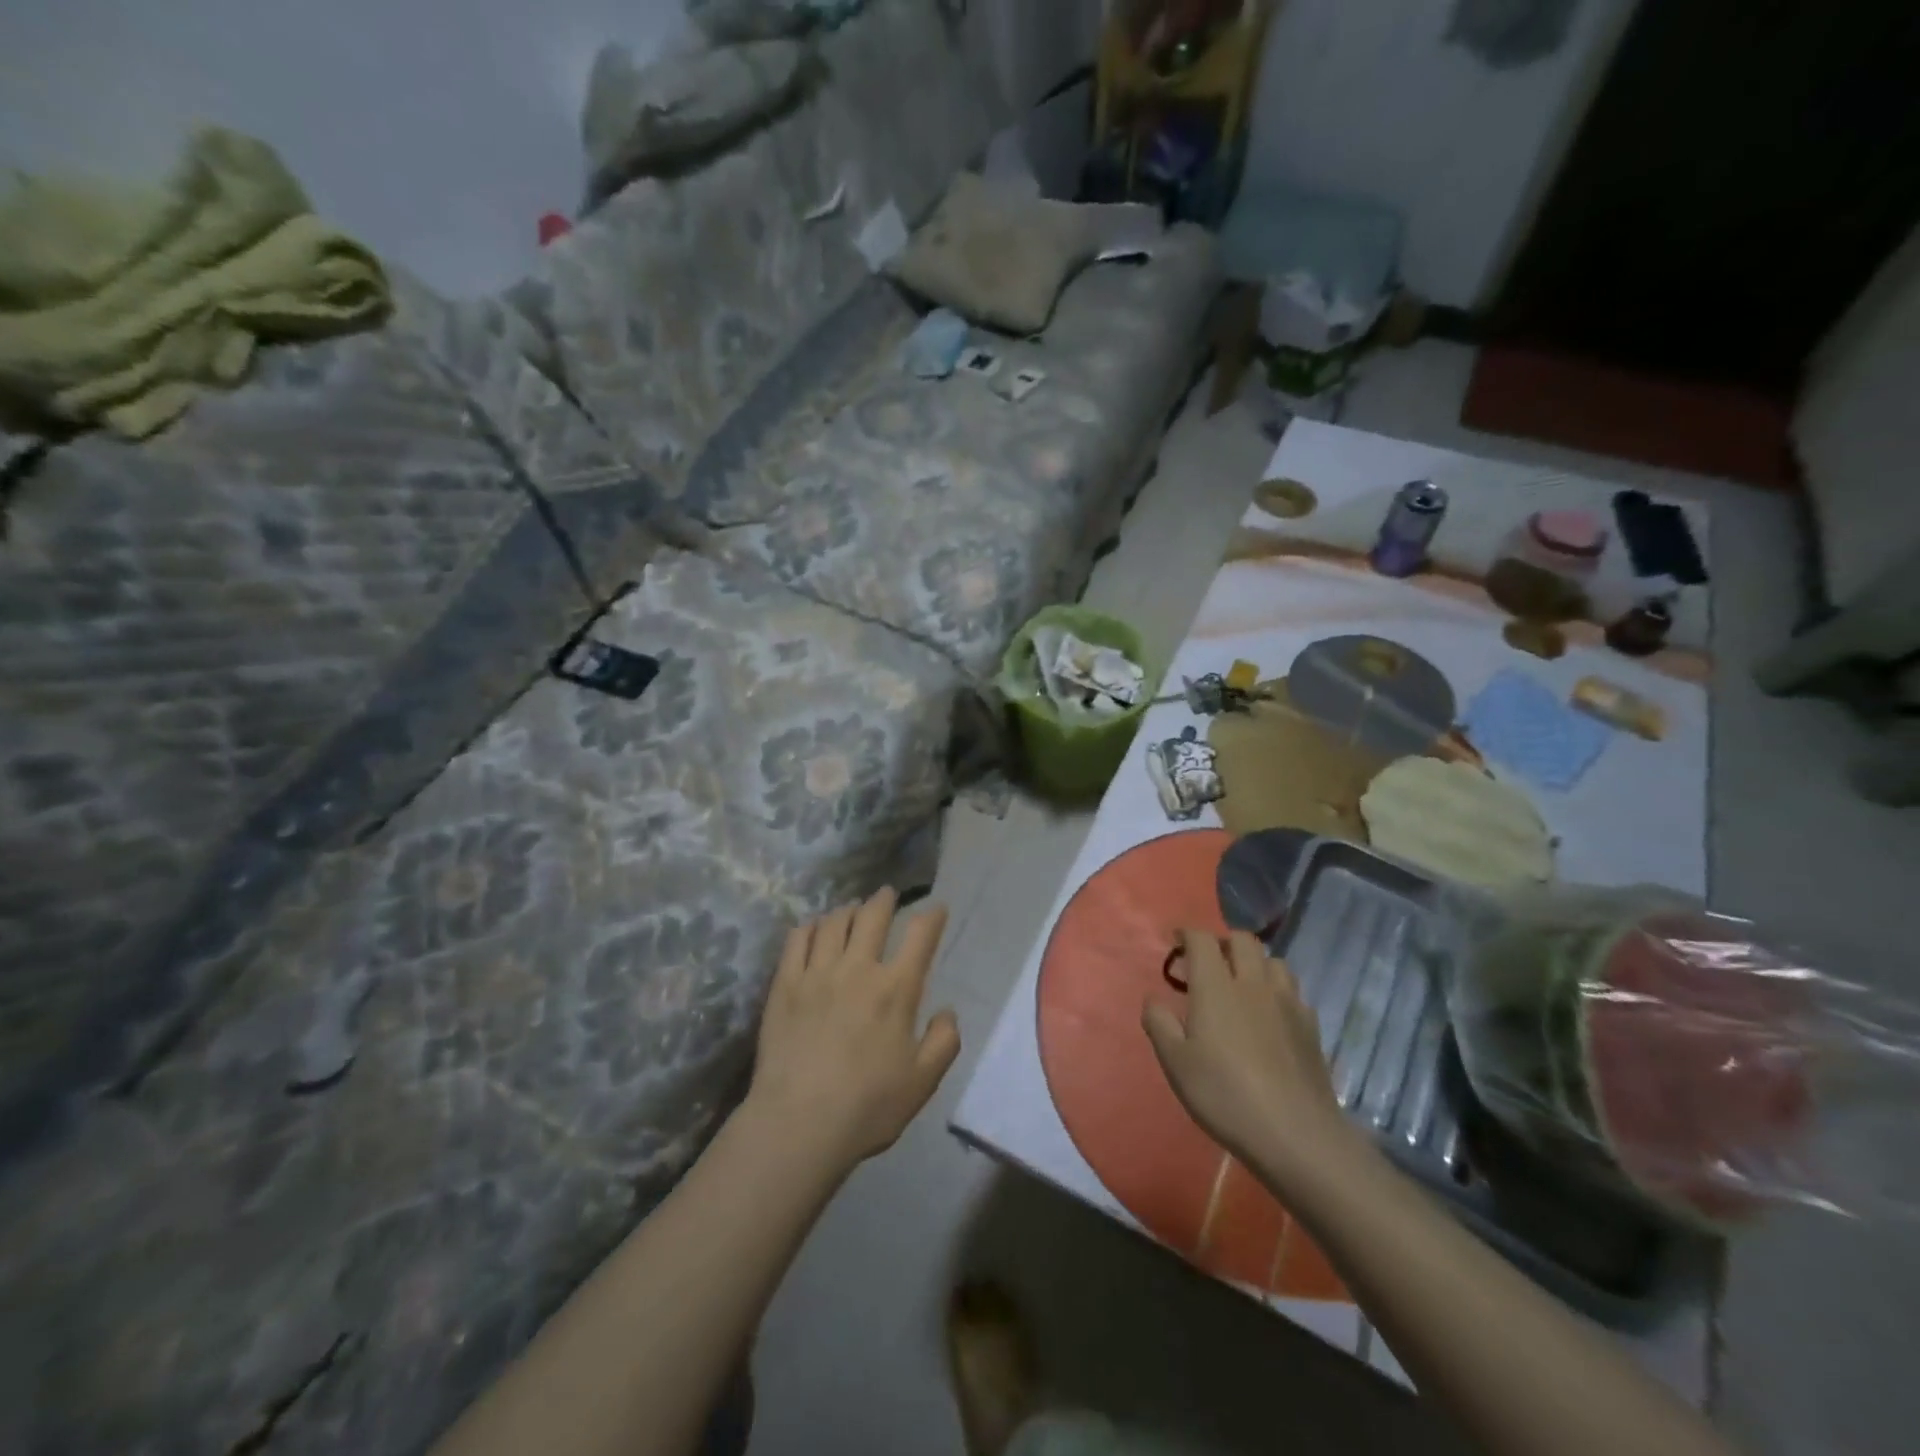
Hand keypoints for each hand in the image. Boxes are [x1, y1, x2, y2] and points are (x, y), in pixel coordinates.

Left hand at [749, 888, 960, 1173]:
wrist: (798, 1124)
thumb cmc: (867, 1106)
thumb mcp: (923, 1082)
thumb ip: (943, 1042)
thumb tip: (947, 1012)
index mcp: (896, 989)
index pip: (920, 936)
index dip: (931, 916)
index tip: (936, 908)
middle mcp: (858, 969)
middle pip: (873, 916)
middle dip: (884, 899)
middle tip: (887, 894)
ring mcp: (817, 973)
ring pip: (834, 921)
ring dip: (848, 909)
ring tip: (852, 909)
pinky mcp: (785, 984)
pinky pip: (798, 939)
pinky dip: (811, 926)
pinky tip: (814, 928)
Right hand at [1143, 929, 1358, 1180]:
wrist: (1295, 1134)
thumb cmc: (1225, 1095)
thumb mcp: (1176, 1063)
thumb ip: (1159, 1023)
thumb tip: (1153, 998)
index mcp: (1216, 986)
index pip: (1203, 939)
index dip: (1187, 933)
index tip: (1176, 941)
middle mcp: (1253, 983)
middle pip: (1243, 940)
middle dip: (1222, 942)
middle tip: (1208, 962)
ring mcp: (1287, 1003)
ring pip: (1273, 961)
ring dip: (1254, 962)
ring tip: (1242, 983)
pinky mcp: (1310, 1026)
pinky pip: (1293, 990)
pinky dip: (1276, 989)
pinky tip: (1270, 1013)